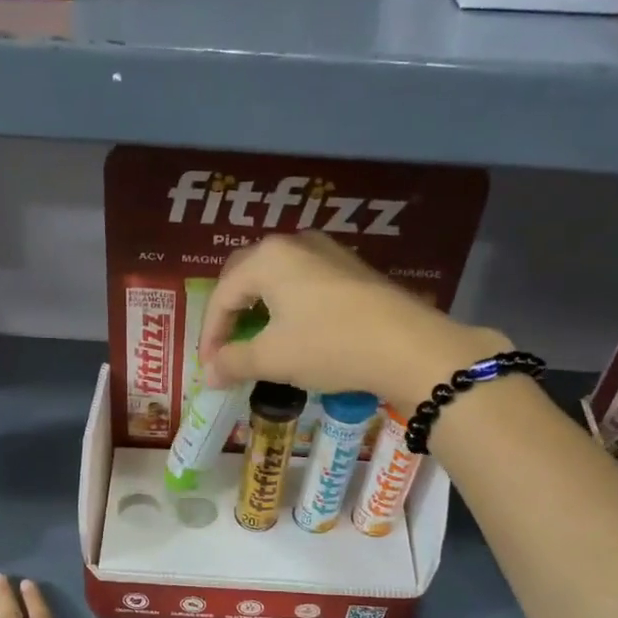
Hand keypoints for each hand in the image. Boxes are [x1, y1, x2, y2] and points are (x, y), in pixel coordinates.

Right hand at [196, 232, 504, 401]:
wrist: (408, 347)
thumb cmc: (329, 346)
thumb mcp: (274, 358)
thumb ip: (233, 362)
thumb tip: (208, 374)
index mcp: (267, 258)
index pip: (222, 295)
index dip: (210, 334)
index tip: (209, 367)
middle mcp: (294, 243)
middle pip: (245, 277)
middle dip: (230, 314)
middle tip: (226, 347)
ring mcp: (327, 252)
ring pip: (276, 278)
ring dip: (259, 308)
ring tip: (256, 339)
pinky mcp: (351, 268)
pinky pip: (304, 282)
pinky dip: (287, 306)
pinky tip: (293, 331)